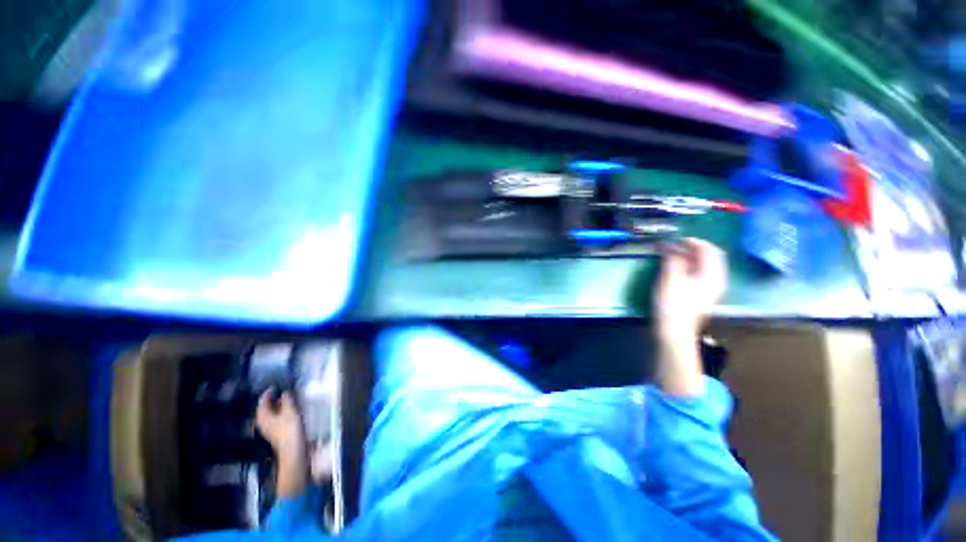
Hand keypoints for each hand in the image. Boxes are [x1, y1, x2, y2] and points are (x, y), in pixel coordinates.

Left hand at [256, 390, 307, 496]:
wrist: (294, 452)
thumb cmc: (290, 431)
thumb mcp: (290, 412)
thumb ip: (287, 400)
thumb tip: (285, 392)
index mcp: (263, 417)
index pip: (262, 402)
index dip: (268, 393)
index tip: (275, 386)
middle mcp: (263, 423)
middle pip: (265, 409)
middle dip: (272, 400)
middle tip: (281, 391)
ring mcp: (269, 429)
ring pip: (271, 414)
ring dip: (277, 406)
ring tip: (287, 399)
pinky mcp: (277, 433)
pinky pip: (276, 419)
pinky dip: (281, 412)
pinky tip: (290, 411)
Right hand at [653, 238, 726, 340]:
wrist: (674, 330)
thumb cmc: (672, 304)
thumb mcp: (670, 278)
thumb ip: (673, 259)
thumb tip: (670, 245)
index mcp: (713, 274)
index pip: (710, 250)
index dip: (694, 241)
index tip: (676, 239)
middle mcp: (717, 279)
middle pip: (711, 256)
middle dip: (693, 247)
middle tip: (674, 245)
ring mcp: (710, 288)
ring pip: (705, 265)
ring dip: (691, 256)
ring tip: (673, 254)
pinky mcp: (702, 294)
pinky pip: (700, 272)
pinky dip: (690, 265)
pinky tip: (677, 268)